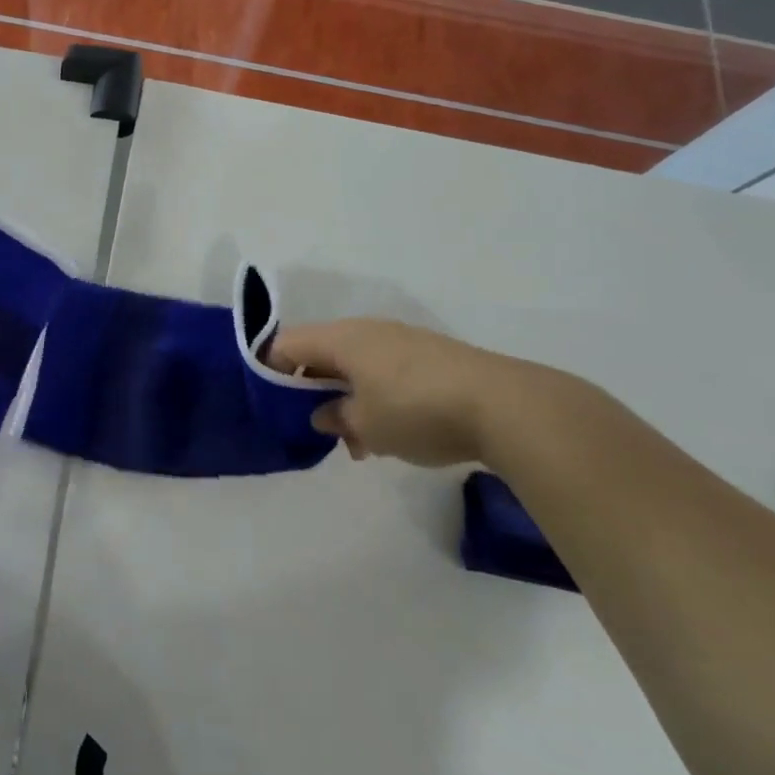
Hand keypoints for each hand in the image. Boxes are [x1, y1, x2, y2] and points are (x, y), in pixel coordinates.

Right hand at [268, 319, 520, 467]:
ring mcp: (402, 341)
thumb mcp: (366, 426)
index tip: (271, 402)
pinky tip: (390, 436)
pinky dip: (376, 397)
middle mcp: (368, 331)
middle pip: (322, 353)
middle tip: (316, 427)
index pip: (288, 343)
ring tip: (358, 444)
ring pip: (356, 366)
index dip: (271, 369)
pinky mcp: (430, 357)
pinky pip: (386, 372)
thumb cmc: (416, 411)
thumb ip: (336, 418)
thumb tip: (325, 413)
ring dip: (347, 399)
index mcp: (342, 339)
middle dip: (313, 390)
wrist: (503, 405)